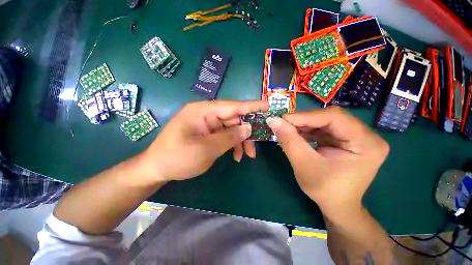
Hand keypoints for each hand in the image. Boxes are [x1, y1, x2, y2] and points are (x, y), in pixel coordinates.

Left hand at [141, 100, 268, 182]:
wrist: (157, 168)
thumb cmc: (177, 158)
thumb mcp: (206, 149)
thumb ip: (229, 137)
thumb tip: (248, 128)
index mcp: (203, 111)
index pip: (233, 106)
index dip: (252, 106)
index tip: (268, 106)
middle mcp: (206, 113)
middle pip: (234, 118)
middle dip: (247, 132)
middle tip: (256, 147)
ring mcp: (207, 123)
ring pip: (231, 128)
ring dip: (240, 141)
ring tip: (247, 155)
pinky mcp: (208, 132)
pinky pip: (225, 135)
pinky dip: (232, 144)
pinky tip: (236, 155)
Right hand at [266, 106, 388, 220]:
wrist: (338, 206)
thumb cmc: (325, 190)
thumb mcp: (304, 165)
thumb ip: (289, 140)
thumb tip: (273, 120)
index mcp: (366, 143)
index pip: (334, 117)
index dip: (305, 116)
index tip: (282, 119)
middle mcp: (367, 135)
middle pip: (331, 117)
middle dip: (304, 120)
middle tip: (284, 125)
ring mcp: (358, 136)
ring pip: (326, 121)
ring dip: (304, 125)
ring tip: (288, 130)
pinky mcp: (347, 139)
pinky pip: (325, 128)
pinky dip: (308, 130)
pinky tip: (297, 135)